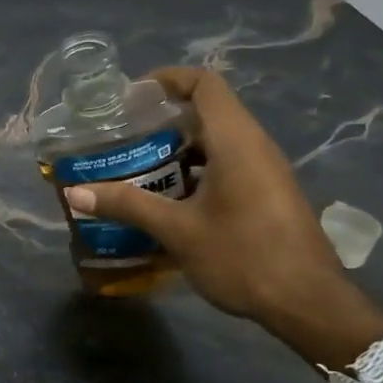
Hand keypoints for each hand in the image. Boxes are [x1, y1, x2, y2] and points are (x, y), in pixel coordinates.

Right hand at [61, 68, 382, 368]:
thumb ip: (127, 205)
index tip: (130, 95)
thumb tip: (74, 193)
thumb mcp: (177, 230)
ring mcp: (264, 170)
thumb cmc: (243, 256)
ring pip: (216, 141)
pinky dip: (194, 169)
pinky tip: (166, 198)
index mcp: (236, 141)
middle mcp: (254, 146)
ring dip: (176, 148)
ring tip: (134, 165)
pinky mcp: (267, 193)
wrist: (308, 304)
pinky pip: (226, 164)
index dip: (167, 79)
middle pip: (207, 111)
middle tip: (121, 135)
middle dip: (162, 118)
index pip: (204, 84)